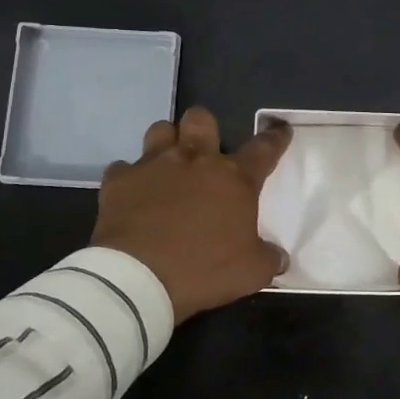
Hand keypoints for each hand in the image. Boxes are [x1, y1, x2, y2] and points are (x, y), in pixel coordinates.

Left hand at [92, 108, 291, 322]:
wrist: (138, 279)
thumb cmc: (203, 270)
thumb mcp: (251, 272)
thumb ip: (268, 258)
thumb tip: (278, 256)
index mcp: (233, 178)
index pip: (263, 148)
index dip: (275, 137)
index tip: (279, 129)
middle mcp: (194, 160)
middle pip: (201, 119)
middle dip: (205, 128)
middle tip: (205, 150)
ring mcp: (153, 166)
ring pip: (160, 130)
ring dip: (167, 143)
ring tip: (168, 164)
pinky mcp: (119, 181)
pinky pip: (123, 168)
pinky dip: (130, 179)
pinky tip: (133, 195)